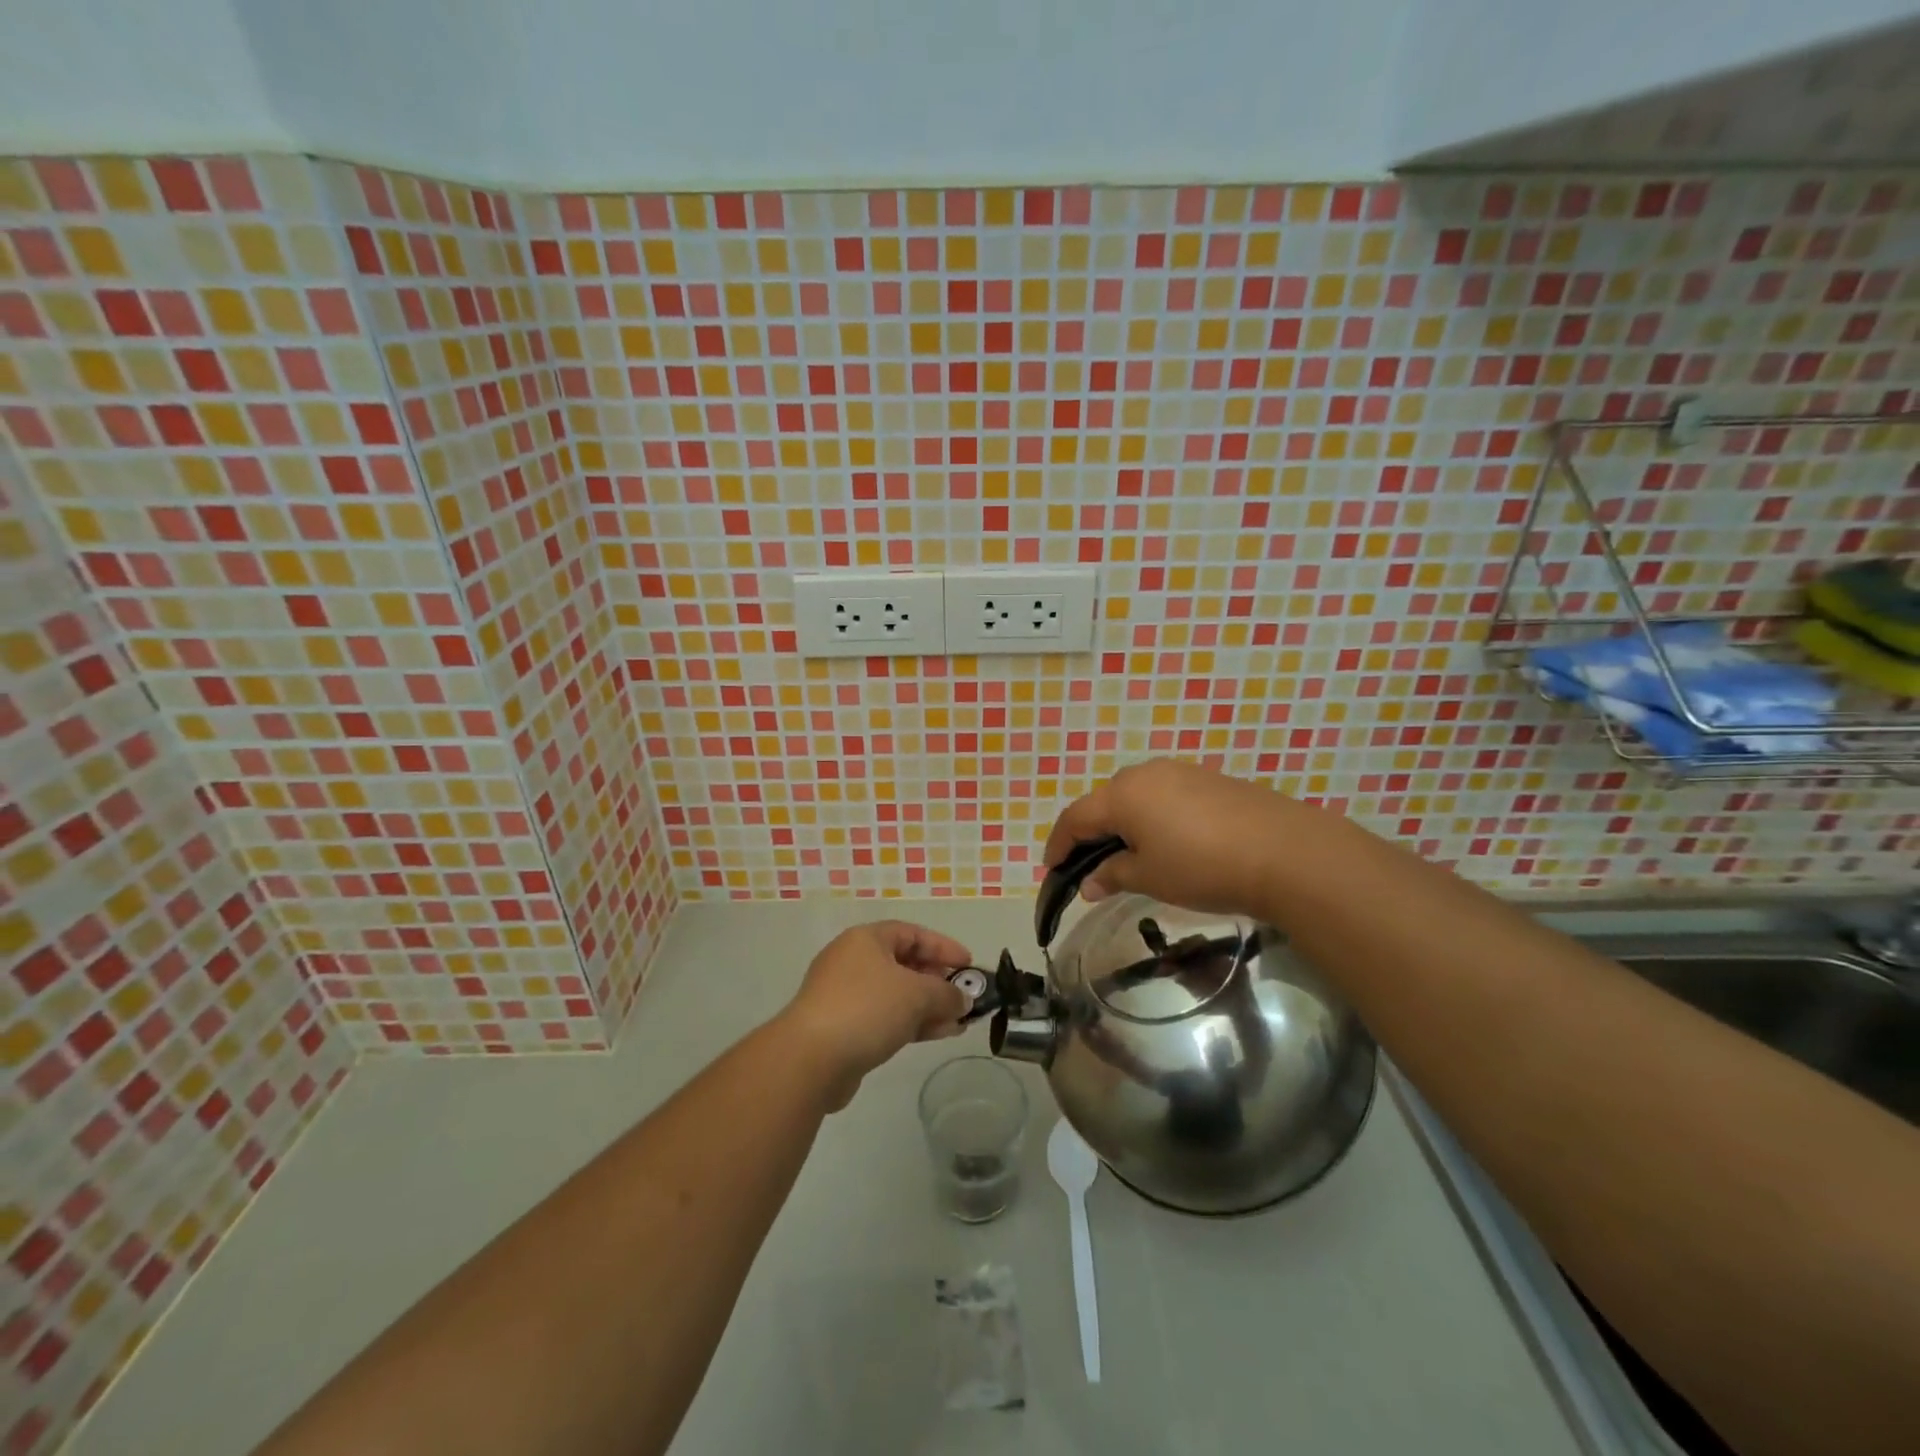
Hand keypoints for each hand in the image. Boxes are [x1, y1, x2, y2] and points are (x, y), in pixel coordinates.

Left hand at [778, 921, 972, 1109]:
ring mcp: (845, 995)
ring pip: (896, 994)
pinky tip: (938, 1034)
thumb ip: (946, 993)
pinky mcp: (843, 1028)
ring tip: (959, 1022)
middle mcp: (853, 961)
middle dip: (937, 980)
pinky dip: (911, 1022)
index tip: (969, 965)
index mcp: (866, 939)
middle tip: (964, 996)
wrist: (810, 1059)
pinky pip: (885, 1017)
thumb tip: (963, 1000)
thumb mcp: (917, 994)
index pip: (912, 933)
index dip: (943, 947)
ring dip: (928, 1006)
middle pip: (904, 963)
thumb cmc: (866, 1009)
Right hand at [1043, 759, 1320, 917]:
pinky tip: (1167, 842)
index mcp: (1122, 794)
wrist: (1285, 852)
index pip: (1075, 818)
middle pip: (1104, 802)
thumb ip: (1112, 876)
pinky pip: (1165, 796)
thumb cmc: (1202, 867)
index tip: (1051, 871)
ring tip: (1128, 857)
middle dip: (1091, 834)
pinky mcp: (1209, 780)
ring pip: (1136, 796)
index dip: (1058, 845)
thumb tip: (1088, 884)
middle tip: (1089, 866)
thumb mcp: (1149, 878)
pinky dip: (1153, 818)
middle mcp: (1145, 773)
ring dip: (1123, 825)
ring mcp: (1180, 772)